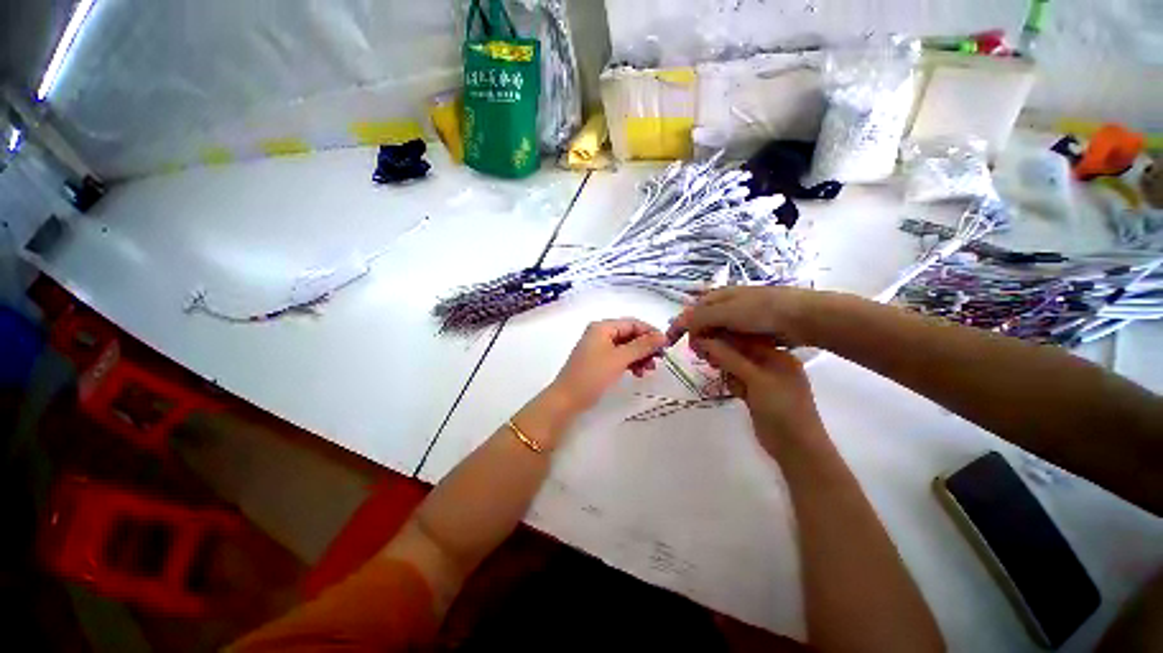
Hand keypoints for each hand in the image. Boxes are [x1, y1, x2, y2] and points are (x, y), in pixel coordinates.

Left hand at [550, 319, 667, 414]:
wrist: (567, 399)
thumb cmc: (592, 375)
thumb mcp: (619, 359)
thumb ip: (642, 346)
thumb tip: (663, 336)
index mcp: (603, 327)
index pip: (633, 323)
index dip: (650, 332)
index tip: (666, 346)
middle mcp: (600, 333)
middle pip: (630, 334)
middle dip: (645, 346)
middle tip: (659, 361)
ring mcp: (599, 347)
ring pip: (626, 347)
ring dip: (639, 356)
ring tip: (649, 370)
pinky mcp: (599, 361)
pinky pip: (620, 356)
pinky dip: (630, 363)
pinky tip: (638, 373)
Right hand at [667, 286, 821, 347]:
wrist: (802, 318)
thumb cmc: (761, 311)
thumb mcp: (726, 312)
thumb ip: (700, 318)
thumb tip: (680, 324)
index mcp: (717, 297)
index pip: (690, 313)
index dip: (678, 327)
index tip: (670, 343)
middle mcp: (725, 307)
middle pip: (701, 326)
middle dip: (697, 340)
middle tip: (701, 355)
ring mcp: (739, 320)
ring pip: (715, 336)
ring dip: (711, 348)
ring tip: (716, 360)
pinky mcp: (751, 332)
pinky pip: (730, 343)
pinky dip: (726, 351)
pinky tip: (729, 359)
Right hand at [691, 333, 825, 458]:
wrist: (797, 449)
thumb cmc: (782, 409)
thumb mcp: (756, 379)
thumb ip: (729, 358)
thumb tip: (703, 340)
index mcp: (776, 355)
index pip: (743, 339)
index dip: (721, 337)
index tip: (698, 337)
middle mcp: (770, 364)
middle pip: (737, 351)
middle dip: (719, 352)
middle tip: (700, 353)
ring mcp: (763, 380)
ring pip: (734, 366)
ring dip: (723, 367)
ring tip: (715, 371)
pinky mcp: (755, 394)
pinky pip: (736, 380)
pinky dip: (730, 381)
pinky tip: (731, 389)